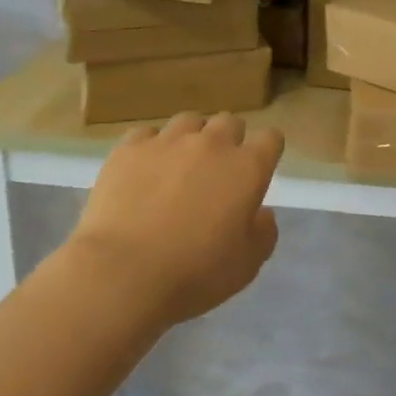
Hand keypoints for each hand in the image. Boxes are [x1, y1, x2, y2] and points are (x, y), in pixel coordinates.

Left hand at [64, 111, 284, 326]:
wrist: (124, 273)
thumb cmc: (195, 274)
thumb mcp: (248, 264)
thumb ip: (263, 232)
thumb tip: (261, 212)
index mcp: (247, 168)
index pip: (271, 138)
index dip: (267, 151)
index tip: (259, 168)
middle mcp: (212, 144)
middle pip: (229, 122)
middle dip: (230, 140)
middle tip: (218, 171)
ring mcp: (167, 141)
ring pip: (188, 121)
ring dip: (192, 138)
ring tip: (180, 165)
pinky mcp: (129, 149)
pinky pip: (147, 134)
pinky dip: (151, 147)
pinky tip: (144, 171)